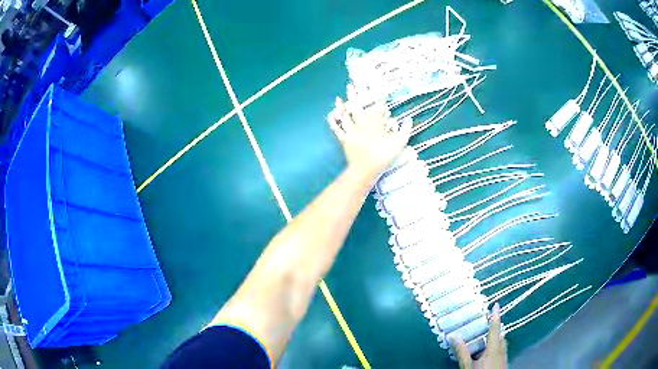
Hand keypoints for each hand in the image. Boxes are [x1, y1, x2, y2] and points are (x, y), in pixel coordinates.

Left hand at [328, 96, 410, 177]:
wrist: (366, 169)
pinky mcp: (344, 139)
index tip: (384, 95)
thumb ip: (406, 129)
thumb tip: (409, 119)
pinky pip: (337, 129)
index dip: (381, 100)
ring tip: (337, 98)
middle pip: (356, 106)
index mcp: (374, 121)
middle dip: (354, 95)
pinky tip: (330, 116)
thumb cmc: (384, 154)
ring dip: (341, 106)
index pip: (377, 107)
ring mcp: (351, 131)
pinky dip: (333, 122)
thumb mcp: (400, 142)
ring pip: (344, 115)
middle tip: (350, 85)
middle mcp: (361, 122)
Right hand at [451, 303, 507, 368]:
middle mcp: (501, 350)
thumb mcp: (467, 366)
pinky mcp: (503, 363)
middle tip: (486, 324)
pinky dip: (495, 347)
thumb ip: (462, 352)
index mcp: (494, 348)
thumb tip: (454, 336)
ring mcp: (504, 357)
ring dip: (495, 338)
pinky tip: (486, 354)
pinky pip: (500, 350)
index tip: (496, 304)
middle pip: (500, 335)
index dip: (495, 316)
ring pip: (501, 343)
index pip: (495, 328)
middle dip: (495, 329)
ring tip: (485, 339)